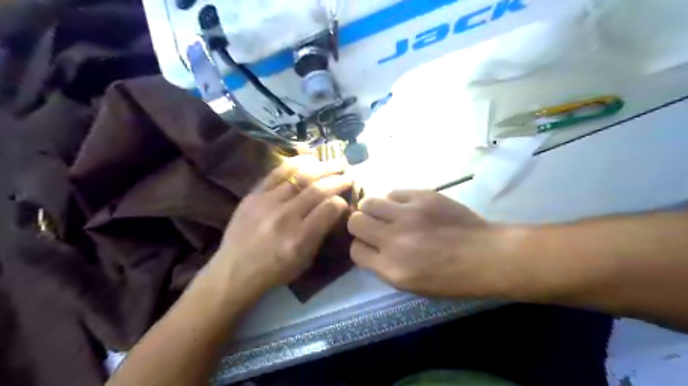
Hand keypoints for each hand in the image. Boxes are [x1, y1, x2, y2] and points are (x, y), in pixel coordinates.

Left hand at [208, 155, 348, 296]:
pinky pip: (278, 172)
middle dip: (337, 180)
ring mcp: (267, 202)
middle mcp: (285, 216)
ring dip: (321, 168)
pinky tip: (309, 159)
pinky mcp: (253, 194)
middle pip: (318, 189)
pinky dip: (296, 163)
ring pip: (300, 176)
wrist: (235, 270)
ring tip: (333, 164)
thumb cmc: (275, 270)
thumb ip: (321, 232)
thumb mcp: (305, 259)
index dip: (342, 201)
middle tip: (347, 175)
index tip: (345, 201)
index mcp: (300, 237)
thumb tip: (335, 209)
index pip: (330, 208)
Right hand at [347, 190, 519, 297]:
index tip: (370, 245)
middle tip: (373, 226)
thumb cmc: (451, 278)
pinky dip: (395, 201)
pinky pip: (394, 193)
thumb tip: (371, 247)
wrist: (486, 255)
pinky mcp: (422, 196)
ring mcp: (407, 214)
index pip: (355, 251)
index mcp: (391, 268)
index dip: (360, 247)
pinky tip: (406, 208)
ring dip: (373, 209)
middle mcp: (393, 240)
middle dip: (360, 225)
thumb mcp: (412, 285)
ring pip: (369, 202)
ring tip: (387, 214)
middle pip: (355, 222)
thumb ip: (384, 266)